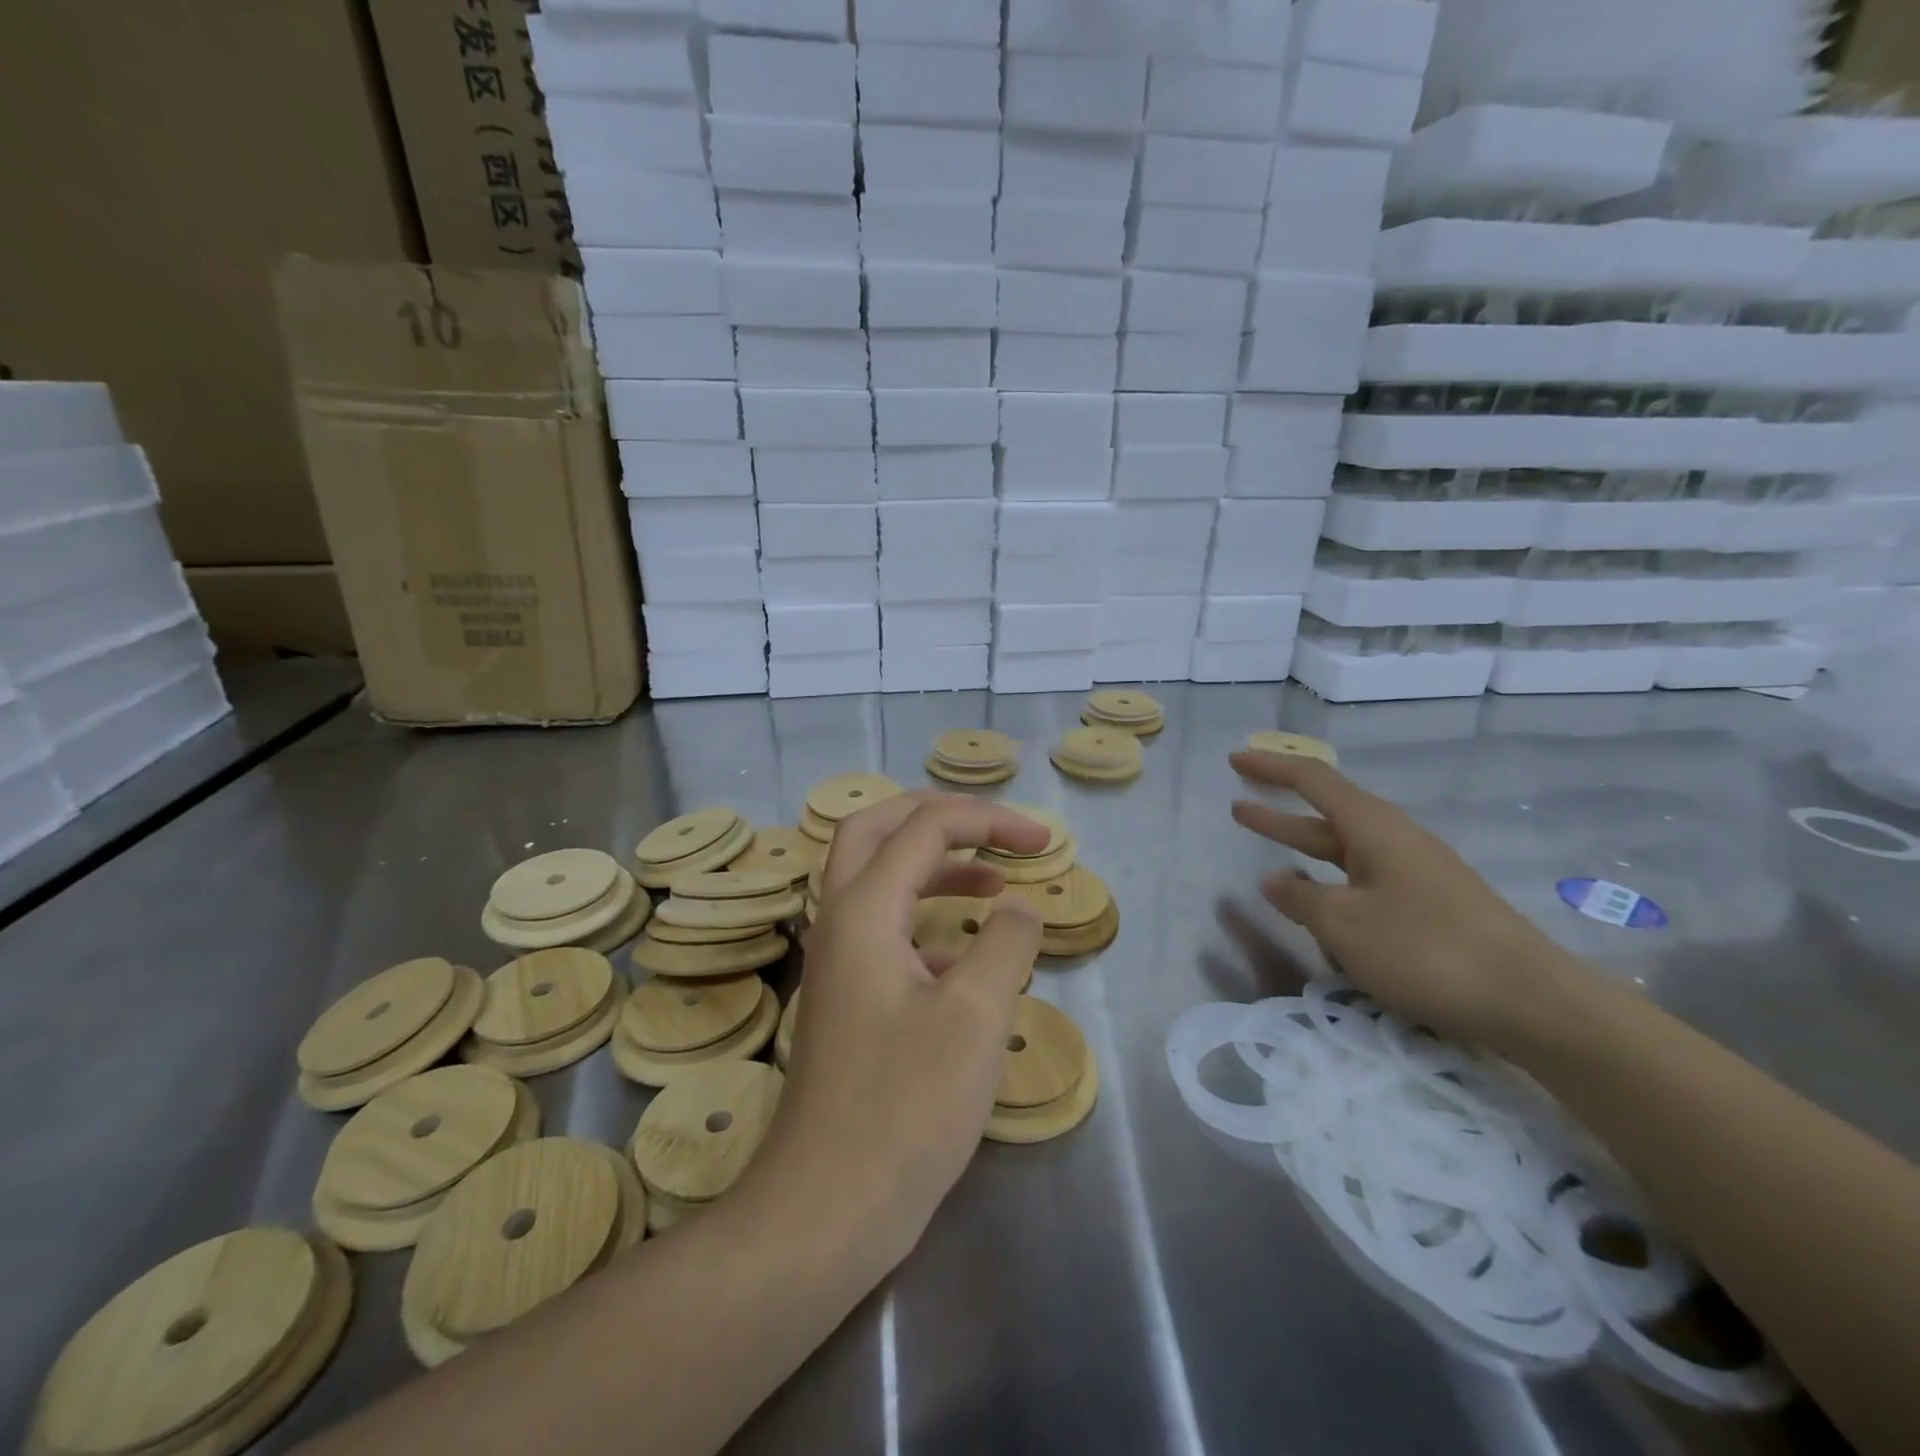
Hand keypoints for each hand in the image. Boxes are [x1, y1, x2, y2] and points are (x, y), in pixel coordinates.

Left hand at [748, 791, 1045, 1265]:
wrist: (827, 1207)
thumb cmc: (905, 1108)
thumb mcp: (975, 1017)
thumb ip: (1006, 944)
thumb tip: (1019, 905)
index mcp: (864, 910)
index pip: (925, 828)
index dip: (988, 821)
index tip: (1044, 841)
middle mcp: (840, 920)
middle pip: (876, 829)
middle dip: (938, 815)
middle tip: (992, 827)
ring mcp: (837, 959)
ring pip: (875, 876)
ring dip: (931, 862)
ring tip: (992, 879)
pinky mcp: (846, 995)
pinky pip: (883, 927)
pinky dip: (925, 916)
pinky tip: (968, 954)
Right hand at [1229, 750, 1589, 1052]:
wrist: (1531, 1000)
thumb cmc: (1426, 949)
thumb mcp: (1344, 925)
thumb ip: (1301, 898)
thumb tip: (1274, 880)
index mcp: (1374, 828)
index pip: (1313, 781)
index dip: (1271, 768)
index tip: (1234, 758)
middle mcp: (1395, 840)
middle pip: (1327, 813)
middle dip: (1279, 810)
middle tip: (1237, 805)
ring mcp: (1416, 872)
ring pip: (1345, 850)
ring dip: (1303, 848)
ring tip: (1266, 853)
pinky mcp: (1429, 904)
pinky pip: (1364, 880)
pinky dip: (1331, 880)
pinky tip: (1321, 902)